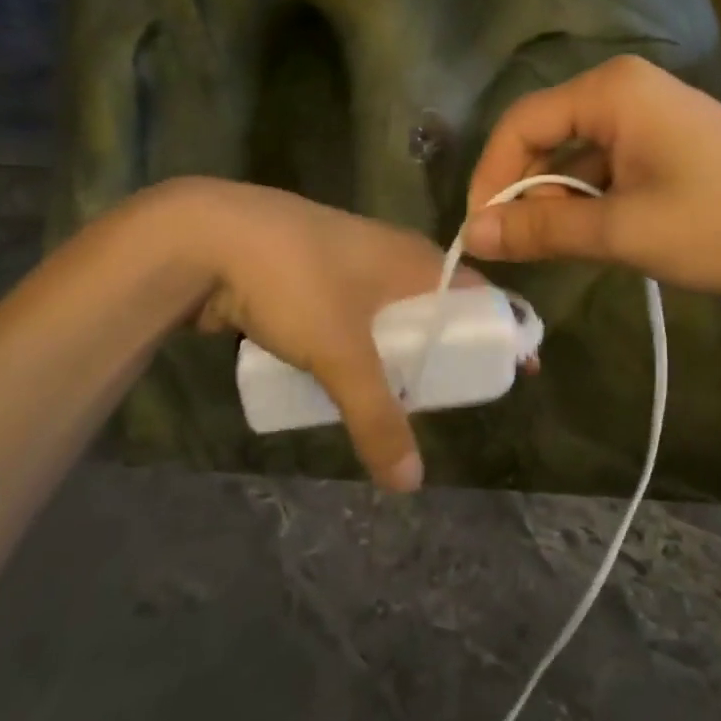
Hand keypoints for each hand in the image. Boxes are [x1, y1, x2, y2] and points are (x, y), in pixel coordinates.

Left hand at [175, 180, 477, 491]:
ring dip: (398, 354)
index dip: (500, 330)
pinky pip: (350, 319)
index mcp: (414, 259)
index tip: (516, 370)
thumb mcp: (340, 352)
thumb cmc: (294, 280)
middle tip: (452, 398)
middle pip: (434, 309)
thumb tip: (410, 484)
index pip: (477, 293)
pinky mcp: (308, 278)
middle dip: (445, 352)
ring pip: (388, 316)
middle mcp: (388, 256)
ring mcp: (345, 264)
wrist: (205, 236)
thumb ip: (377, 416)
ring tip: (404, 399)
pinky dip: (359, 349)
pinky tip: (348, 380)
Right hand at [463, 56, 720, 296]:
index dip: (491, 177)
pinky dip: (591, 198)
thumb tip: (474, 234)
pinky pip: (609, 163)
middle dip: (525, 190)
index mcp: (611, 90)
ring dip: (559, 199)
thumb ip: (543, 228)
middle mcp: (626, 88)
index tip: (481, 232)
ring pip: (577, 154)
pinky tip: (596, 235)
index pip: (521, 123)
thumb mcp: (624, 230)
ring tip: (556, 249)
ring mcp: (651, 113)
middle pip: (547, 134)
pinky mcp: (669, 140)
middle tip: (517, 247)